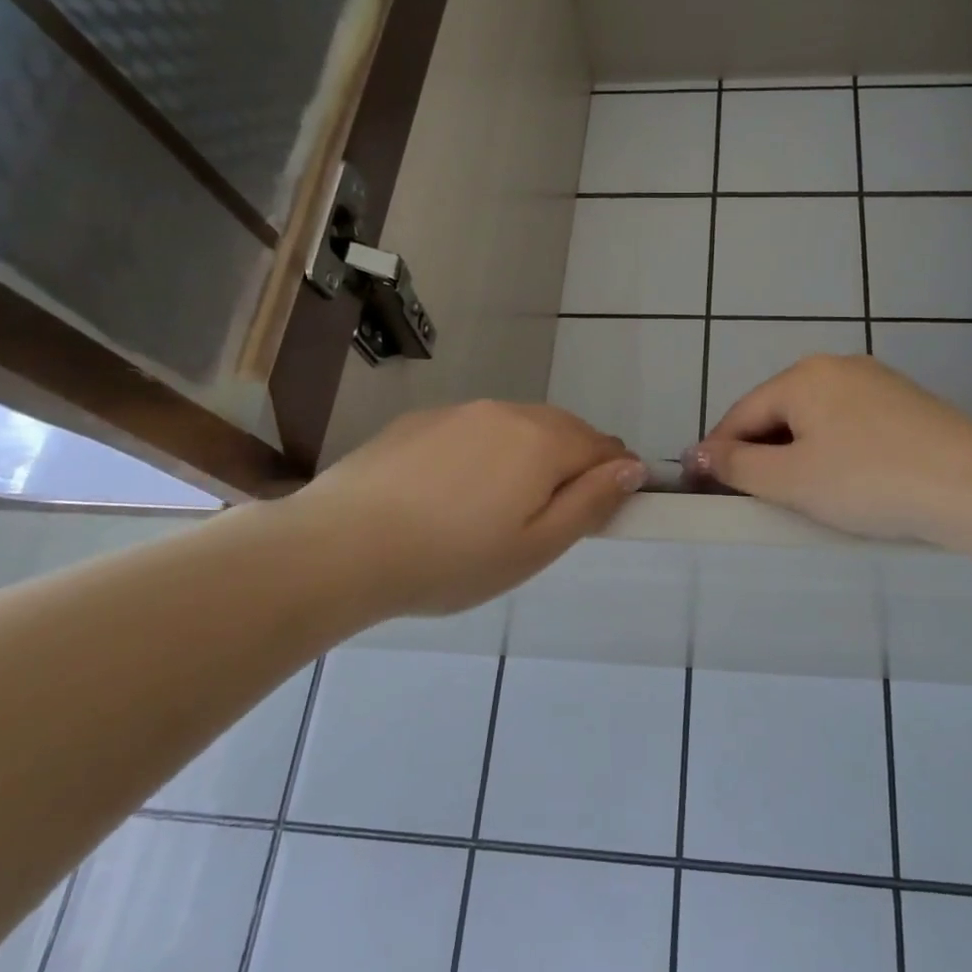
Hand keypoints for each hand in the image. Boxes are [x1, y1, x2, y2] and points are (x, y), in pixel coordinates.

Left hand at [286, 401, 645, 619]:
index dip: (614, 475)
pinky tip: (454, 493)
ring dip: (528, 456)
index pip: (603, 446)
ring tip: (500, 507)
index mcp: (542, 441)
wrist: (339, 546)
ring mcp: (459, 412)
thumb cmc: (451, 559)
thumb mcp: (535, 548)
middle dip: (573, 464)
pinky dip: (484, 453)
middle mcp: (506, 412)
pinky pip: (474, 430)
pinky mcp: (420, 421)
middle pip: (562, 430)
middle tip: (550, 517)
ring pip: (516, 427)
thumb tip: (632, 467)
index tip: (602, 510)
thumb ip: (591, 503)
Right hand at [687, 355, 971, 542]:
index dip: (717, 451)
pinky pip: (850, 421)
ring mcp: (876, 380)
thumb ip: (737, 465)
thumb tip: (698, 452)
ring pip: (816, 416)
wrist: (971, 484)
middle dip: (758, 450)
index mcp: (802, 377)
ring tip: (796, 490)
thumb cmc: (867, 481)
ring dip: (795, 449)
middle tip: (750, 495)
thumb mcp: (791, 479)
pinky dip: (832, 446)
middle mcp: (836, 366)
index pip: (741, 414)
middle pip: (778, 410)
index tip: (700, 486)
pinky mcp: (906, 401)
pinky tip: (844, 476)